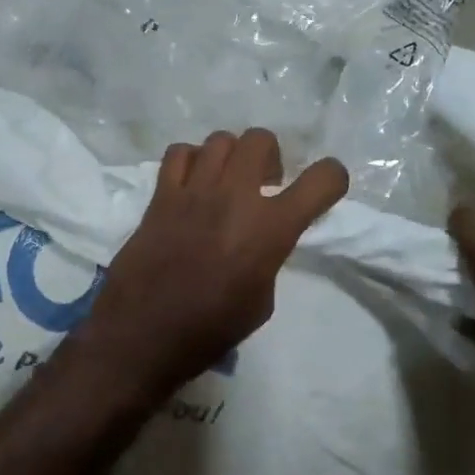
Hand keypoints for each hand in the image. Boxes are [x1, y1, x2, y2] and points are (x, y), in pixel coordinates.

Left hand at [79, 130, 348, 399]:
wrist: (143, 335)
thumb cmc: (208, 331)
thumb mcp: (260, 301)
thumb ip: (267, 259)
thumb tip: (259, 241)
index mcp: (270, 229)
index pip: (321, 180)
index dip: (332, 178)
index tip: (324, 190)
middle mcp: (234, 198)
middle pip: (261, 139)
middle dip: (271, 156)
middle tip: (264, 185)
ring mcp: (193, 192)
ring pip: (220, 140)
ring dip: (230, 157)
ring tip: (225, 183)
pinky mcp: (159, 197)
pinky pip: (178, 153)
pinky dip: (190, 161)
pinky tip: (191, 184)